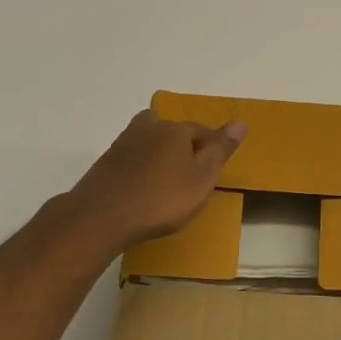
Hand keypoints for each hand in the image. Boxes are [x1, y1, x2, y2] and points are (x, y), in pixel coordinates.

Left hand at [58, 108, 245, 252]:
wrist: (100, 217)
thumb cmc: (161, 199)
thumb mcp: (202, 178)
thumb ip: (220, 150)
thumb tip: (240, 122)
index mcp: (175, 129)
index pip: (202, 131)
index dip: (212, 149)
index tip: (213, 171)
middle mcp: (149, 128)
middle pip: (172, 132)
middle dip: (182, 148)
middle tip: (189, 176)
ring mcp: (123, 144)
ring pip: (149, 143)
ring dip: (159, 157)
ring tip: (165, 184)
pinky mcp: (105, 163)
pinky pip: (132, 160)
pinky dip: (140, 170)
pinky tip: (141, 190)